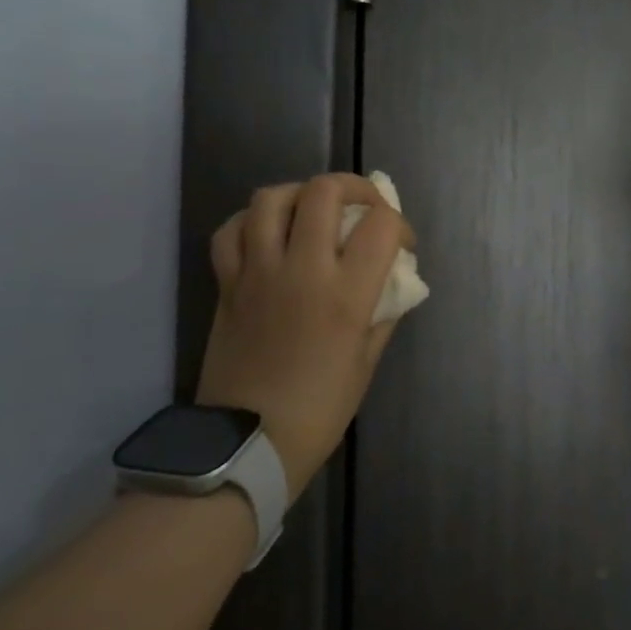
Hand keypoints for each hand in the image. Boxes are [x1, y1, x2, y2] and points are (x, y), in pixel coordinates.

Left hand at [196, 175, 414, 498]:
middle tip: (365, 208)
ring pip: (271, 198)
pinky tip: (269, 234)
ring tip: (314, 211)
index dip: (401, 225)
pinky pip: (231, 230)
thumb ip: (383, 312)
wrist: (247, 441)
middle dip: (355, 188)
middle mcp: (300, 270)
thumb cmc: (321, 408)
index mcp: (345, 295)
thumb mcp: (367, 362)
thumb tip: (391, 280)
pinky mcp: (226, 284)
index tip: (404, 245)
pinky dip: (251, 221)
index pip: (382, 225)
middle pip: (324, 191)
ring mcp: (257, 273)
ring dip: (301, 194)